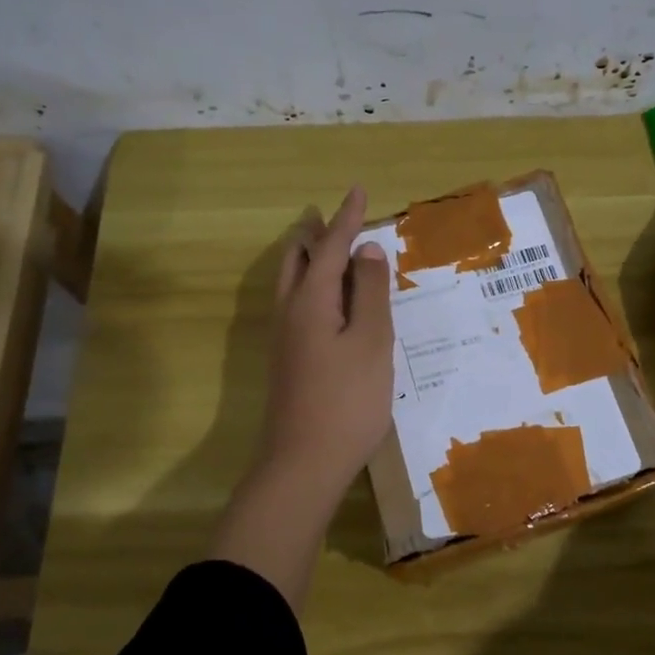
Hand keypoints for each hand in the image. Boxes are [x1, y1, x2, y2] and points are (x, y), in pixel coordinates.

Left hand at [214, 186, 394, 610]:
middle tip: (337, 220)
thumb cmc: (347, 400)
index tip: (358, 190)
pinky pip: (298, 306)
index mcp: (311, 301)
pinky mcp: (288, 361)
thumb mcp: (371, 342)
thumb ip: (370, 293)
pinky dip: (314, 288)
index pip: (330, 247)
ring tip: (333, 252)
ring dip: (312, 261)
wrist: (303, 464)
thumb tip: (368, 250)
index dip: (346, 219)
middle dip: (317, 236)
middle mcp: (290, 313)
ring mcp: (284, 340)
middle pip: (298, 261)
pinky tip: (332, 303)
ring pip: (293, 285)